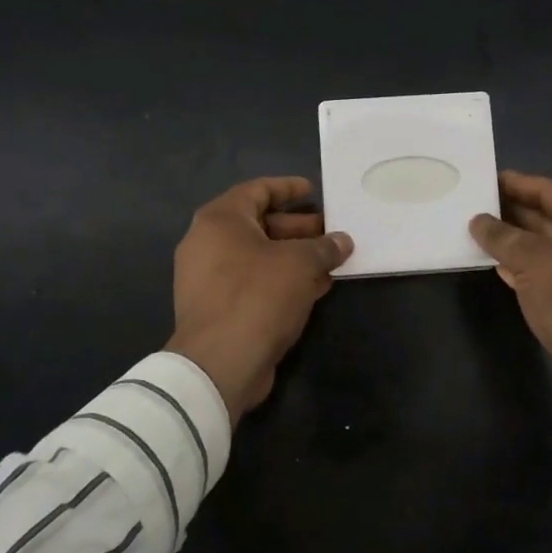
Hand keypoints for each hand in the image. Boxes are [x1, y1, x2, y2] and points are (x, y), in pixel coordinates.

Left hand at [167, 177, 352, 423]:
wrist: (220, 364)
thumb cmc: (258, 295)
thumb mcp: (300, 264)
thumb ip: (324, 247)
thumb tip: (343, 241)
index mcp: (220, 220)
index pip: (257, 190)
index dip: (288, 188)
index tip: (314, 191)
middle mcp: (208, 243)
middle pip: (260, 224)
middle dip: (299, 227)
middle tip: (331, 230)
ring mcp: (209, 278)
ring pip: (260, 256)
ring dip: (295, 256)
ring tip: (332, 259)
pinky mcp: (218, 308)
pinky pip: (255, 282)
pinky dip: (283, 279)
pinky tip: (317, 287)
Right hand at [469, 171, 551, 421]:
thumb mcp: (534, 261)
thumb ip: (503, 237)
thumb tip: (479, 221)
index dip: (519, 184)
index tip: (487, 179)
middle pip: (549, 218)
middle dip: (513, 212)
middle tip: (475, 204)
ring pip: (545, 248)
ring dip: (514, 241)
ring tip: (477, 231)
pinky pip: (545, 274)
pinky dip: (521, 268)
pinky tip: (496, 265)